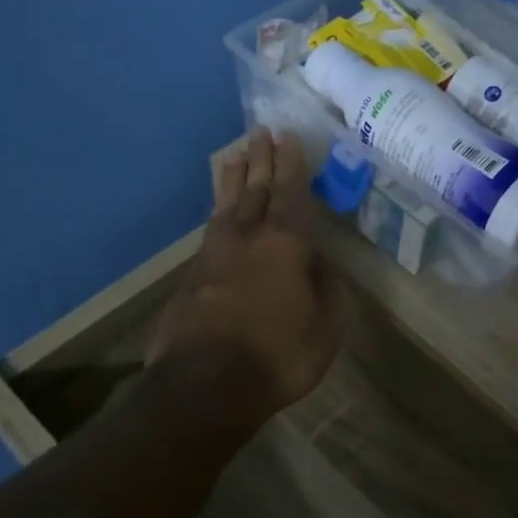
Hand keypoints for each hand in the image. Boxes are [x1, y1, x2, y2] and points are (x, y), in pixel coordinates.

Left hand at [148, 130, 341, 424]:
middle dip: (260, 159)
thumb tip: (319, 261)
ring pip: (226, 204)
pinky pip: (211, 228)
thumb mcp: (326, 327)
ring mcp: (214, 254)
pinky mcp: (192, 275)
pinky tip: (219, 211)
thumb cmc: (278, 355)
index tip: (288, 137)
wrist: (204, 385)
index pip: (290, 192)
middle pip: (255, 188)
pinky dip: (218, 210)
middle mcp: (247, 237)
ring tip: (235, 154)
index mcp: (285, 244)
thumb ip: (326, 287)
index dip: (291, 163)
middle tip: (261, 132)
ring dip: (233, 177)